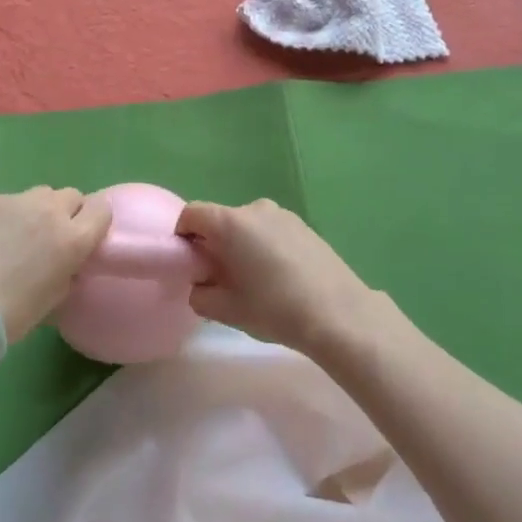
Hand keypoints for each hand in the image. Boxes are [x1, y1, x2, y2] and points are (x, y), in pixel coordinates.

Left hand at [0, 188, 112, 362]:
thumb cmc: (13, 315)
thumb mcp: (56, 297)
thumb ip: (70, 269)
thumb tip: (69, 260)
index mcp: (74, 238)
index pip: (101, 208)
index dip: (93, 221)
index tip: (84, 235)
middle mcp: (50, 211)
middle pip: (71, 196)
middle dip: (66, 212)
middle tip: (50, 236)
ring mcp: (17, 200)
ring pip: (39, 194)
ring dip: (37, 210)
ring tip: (18, 234)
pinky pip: (8, 201)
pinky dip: (5, 216)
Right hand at [177, 199, 377, 356]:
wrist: (338, 313)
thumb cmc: (275, 309)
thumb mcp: (226, 310)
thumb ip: (200, 293)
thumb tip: (202, 283)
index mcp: (230, 222)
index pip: (191, 214)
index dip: (183, 236)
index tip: (190, 264)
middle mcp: (254, 208)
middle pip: (221, 220)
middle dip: (214, 244)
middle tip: (220, 279)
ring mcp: (283, 214)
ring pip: (247, 226)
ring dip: (241, 246)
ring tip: (253, 281)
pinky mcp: (303, 226)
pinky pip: (270, 231)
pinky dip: (264, 247)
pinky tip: (279, 278)